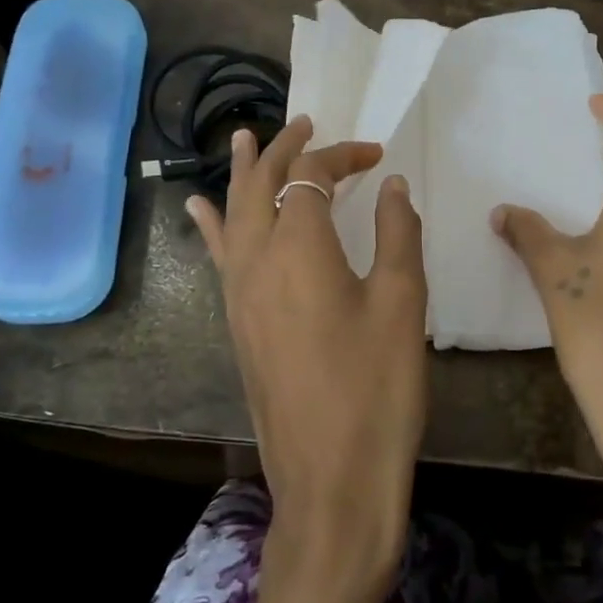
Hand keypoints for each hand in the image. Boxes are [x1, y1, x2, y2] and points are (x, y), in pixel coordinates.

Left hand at [189, 117, 428, 592]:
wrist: (330, 480)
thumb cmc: (376, 389)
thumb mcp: (401, 304)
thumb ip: (396, 233)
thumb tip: (392, 185)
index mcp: (299, 247)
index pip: (312, 176)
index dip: (343, 156)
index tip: (378, 157)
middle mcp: (257, 259)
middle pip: (262, 184)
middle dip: (284, 148)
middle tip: (305, 122)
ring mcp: (238, 292)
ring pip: (234, 213)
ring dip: (244, 172)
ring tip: (245, 138)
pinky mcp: (236, 322)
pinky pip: (220, 254)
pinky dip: (214, 222)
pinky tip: (201, 209)